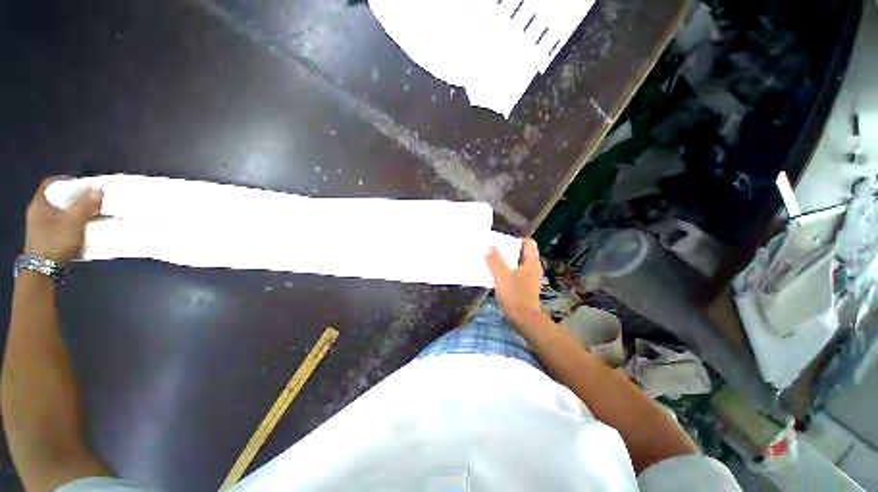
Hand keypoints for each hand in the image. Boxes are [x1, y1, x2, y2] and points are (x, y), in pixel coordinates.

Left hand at [24, 177, 102, 262]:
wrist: (43, 269)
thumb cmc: (55, 241)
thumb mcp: (73, 222)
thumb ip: (85, 205)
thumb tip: (98, 190)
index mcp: (40, 203)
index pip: (52, 183)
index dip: (67, 180)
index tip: (83, 185)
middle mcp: (38, 211)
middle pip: (57, 197)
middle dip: (74, 197)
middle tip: (90, 200)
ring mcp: (40, 225)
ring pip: (59, 210)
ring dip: (74, 210)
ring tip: (89, 214)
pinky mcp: (46, 235)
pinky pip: (60, 222)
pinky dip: (71, 221)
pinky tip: (81, 226)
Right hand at [485, 238, 543, 325]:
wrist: (523, 318)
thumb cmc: (514, 295)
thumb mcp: (501, 275)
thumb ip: (494, 260)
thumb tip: (487, 246)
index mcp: (531, 262)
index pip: (529, 242)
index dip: (516, 240)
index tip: (502, 243)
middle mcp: (532, 267)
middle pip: (521, 252)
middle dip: (508, 250)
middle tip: (493, 250)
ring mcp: (529, 277)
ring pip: (517, 263)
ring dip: (505, 261)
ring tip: (491, 260)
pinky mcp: (524, 286)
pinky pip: (515, 272)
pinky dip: (506, 270)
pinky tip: (495, 274)